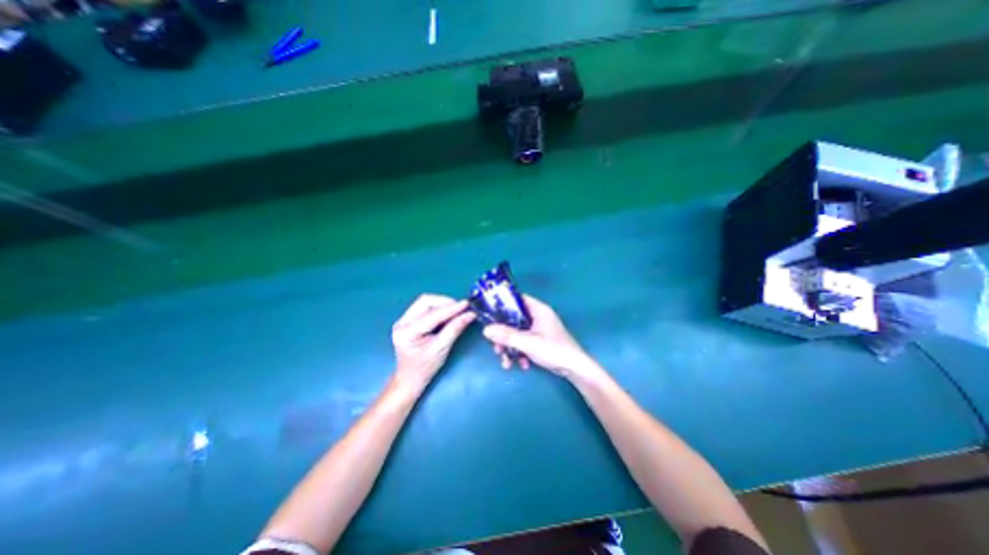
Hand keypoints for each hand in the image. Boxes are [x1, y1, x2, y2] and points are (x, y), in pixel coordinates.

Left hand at [391, 296, 474, 393]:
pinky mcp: (408, 320)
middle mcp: (402, 322)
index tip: (466, 304)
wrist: (409, 379)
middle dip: (445, 302)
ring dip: (442, 304)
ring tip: (456, 310)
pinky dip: (438, 308)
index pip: (432, 315)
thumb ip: (455, 329)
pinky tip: (448, 314)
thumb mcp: (441, 349)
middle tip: (461, 308)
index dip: (451, 309)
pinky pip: (424, 307)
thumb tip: (470, 314)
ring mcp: (403, 320)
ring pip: (425, 302)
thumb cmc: (424, 368)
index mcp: (407, 332)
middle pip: (425, 301)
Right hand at [482, 294, 598, 380]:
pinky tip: (521, 365)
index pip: (517, 299)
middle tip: (497, 347)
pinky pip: (523, 342)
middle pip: (514, 319)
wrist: (575, 370)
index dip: (502, 304)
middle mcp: (538, 316)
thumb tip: (486, 330)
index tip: (489, 314)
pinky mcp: (539, 341)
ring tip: (506, 361)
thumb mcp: (529, 342)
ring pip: (517, 333)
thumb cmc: (554, 350)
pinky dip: (519, 352)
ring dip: (510, 347)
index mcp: (538, 309)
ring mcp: (539, 329)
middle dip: (503, 334)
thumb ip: (507, 335)